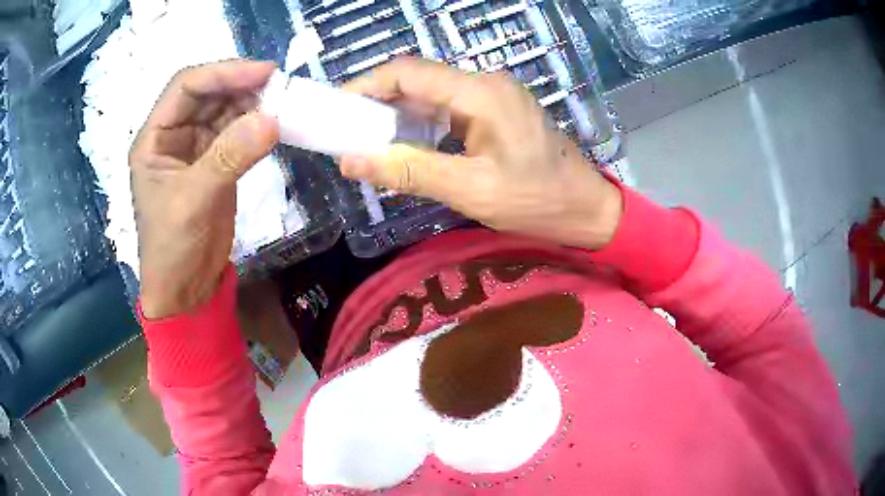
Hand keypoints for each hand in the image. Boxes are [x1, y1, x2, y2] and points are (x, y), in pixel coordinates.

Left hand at [129, 60, 278, 318]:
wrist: (186, 289)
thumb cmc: (173, 248)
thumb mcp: (193, 201)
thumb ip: (228, 158)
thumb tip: (271, 120)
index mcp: (154, 138)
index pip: (186, 87)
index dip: (222, 73)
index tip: (262, 73)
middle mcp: (173, 136)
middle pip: (208, 93)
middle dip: (241, 85)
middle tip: (279, 86)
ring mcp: (196, 148)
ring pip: (225, 110)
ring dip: (252, 104)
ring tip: (282, 103)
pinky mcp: (216, 164)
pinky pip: (237, 133)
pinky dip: (257, 126)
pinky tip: (275, 124)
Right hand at [340, 58, 621, 249]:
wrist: (586, 208)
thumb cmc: (537, 201)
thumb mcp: (470, 191)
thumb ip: (409, 171)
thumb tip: (351, 161)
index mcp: (480, 93)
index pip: (408, 72)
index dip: (366, 85)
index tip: (336, 108)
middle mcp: (485, 83)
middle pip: (418, 79)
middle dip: (378, 101)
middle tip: (346, 131)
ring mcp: (494, 95)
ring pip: (432, 94)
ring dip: (398, 113)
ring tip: (368, 140)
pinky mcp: (497, 110)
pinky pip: (448, 107)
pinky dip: (421, 122)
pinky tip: (407, 143)